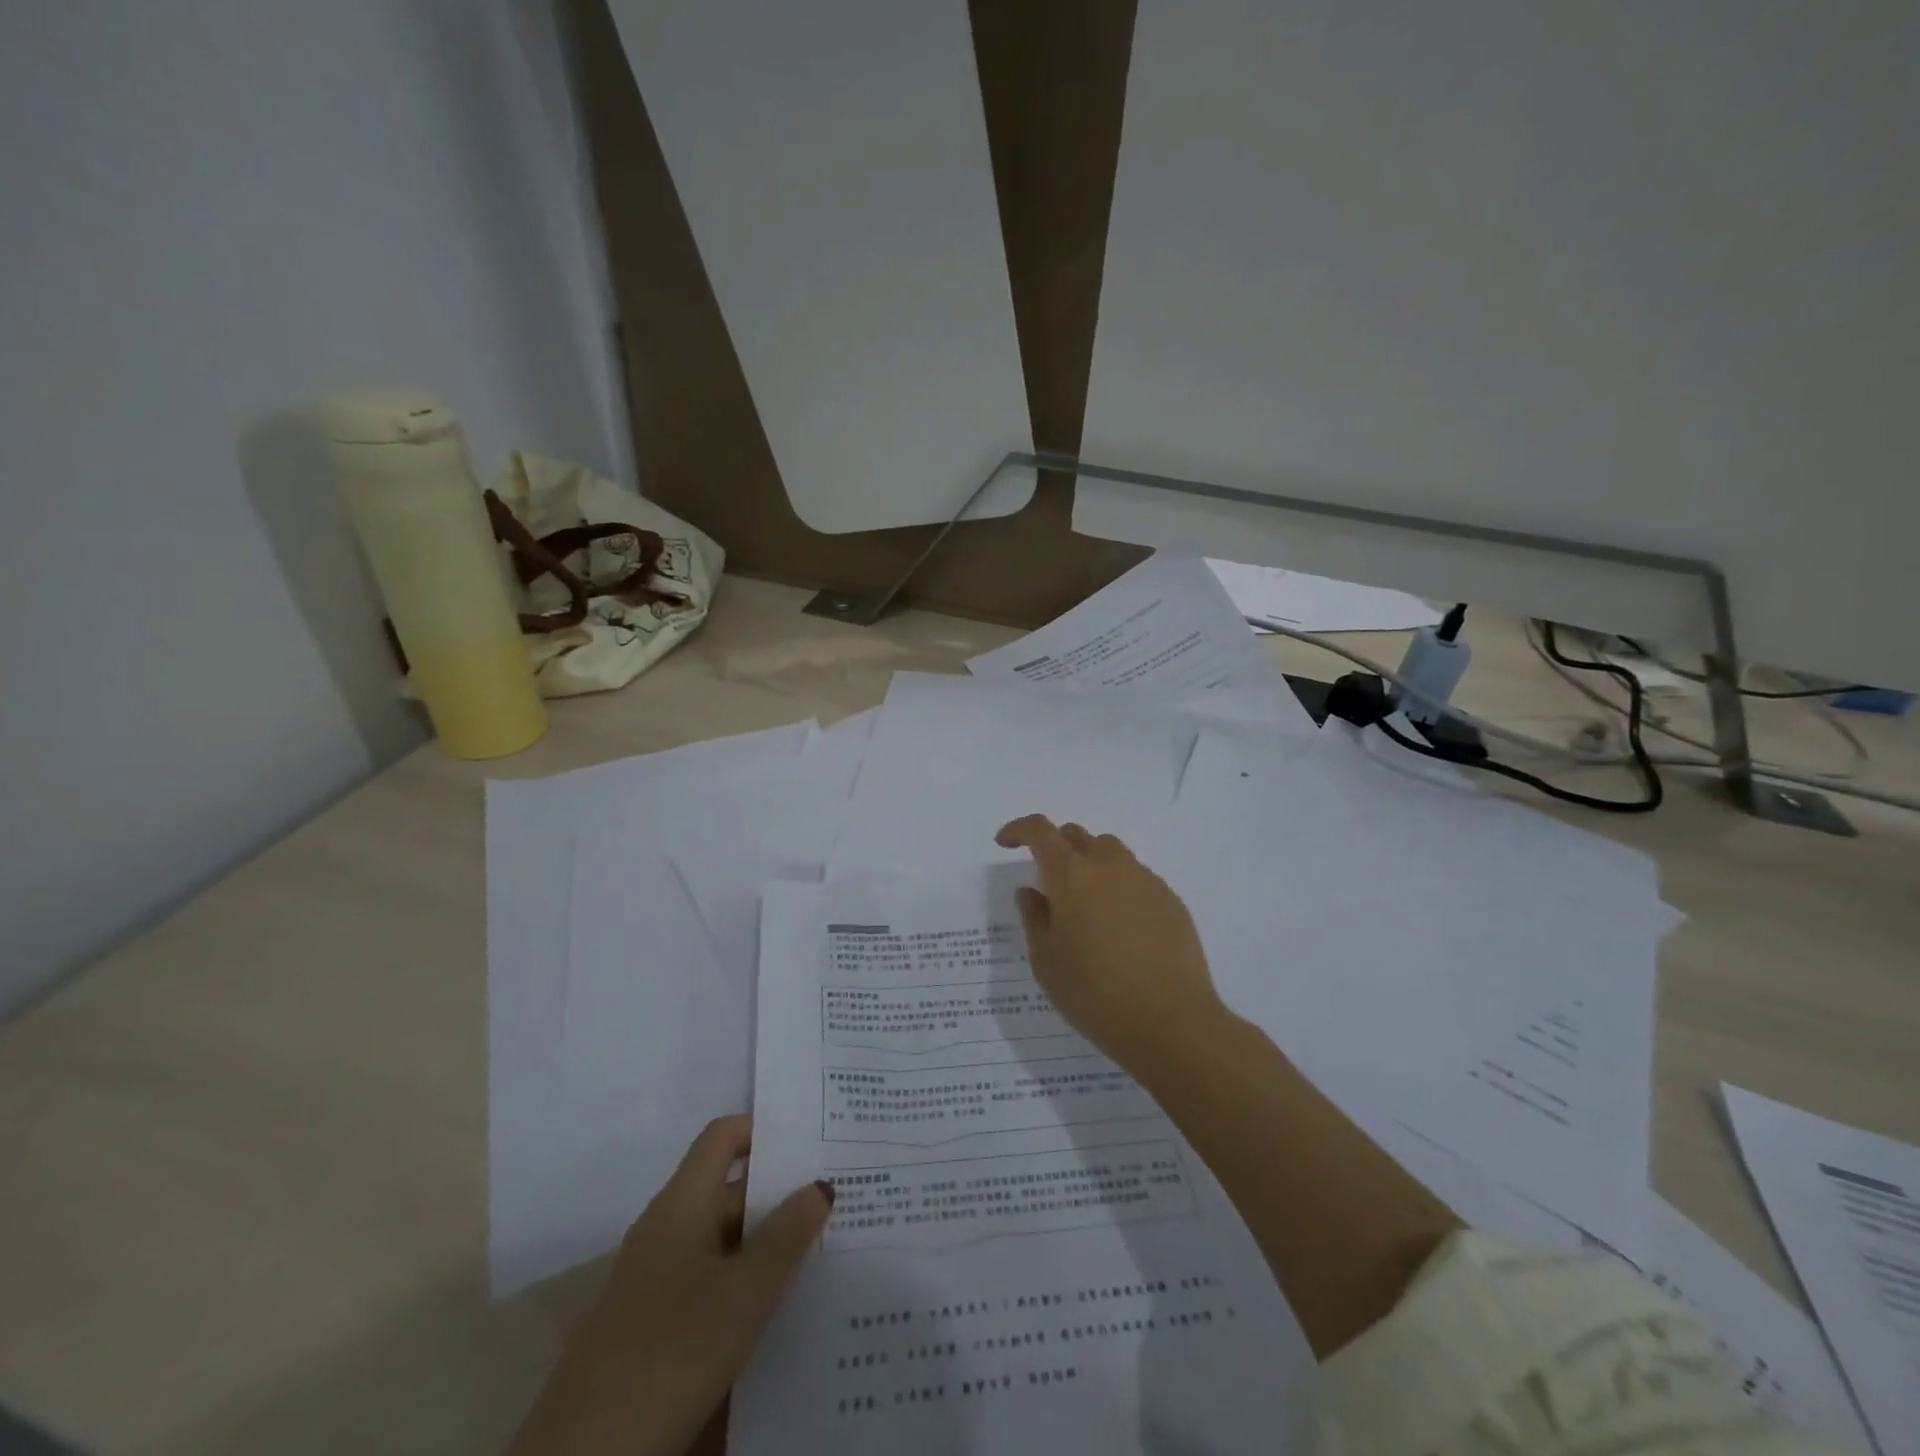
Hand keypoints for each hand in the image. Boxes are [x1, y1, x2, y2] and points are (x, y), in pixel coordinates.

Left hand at [510, 1116, 832, 1455]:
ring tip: (824, 1248)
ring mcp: (657, 1279)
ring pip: (723, 1239)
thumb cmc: (672, 1353)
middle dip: (780, 1192)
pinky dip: (746, 1281)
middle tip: (838, 1197)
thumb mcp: (744, 1293)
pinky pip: (711, 1280)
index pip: (723, 1137)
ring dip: (767, 1241)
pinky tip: (781, 1306)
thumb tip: (820, 1184)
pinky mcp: (655, 1325)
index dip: (764, 1130)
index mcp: (681, 1204)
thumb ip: (786, 1235)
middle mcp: (666, 1229)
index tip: (811, 1141)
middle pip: (729, 1189)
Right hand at [995, 815, 1231, 1076]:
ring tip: (1086, 903)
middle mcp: (1109, 866)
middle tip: (1047, 880)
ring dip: (1090, 864)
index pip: (1040, 830)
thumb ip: (1034, 917)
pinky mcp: (1170, 900)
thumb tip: (1031, 890)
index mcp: (1071, 875)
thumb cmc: (1094, 994)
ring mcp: (1145, 880)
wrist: (1172, 1022)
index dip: (1019, 829)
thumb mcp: (1046, 961)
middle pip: (1077, 836)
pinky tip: (1120, 927)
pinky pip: (1136, 878)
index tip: (1006, 843)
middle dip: (1056, 847)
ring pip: (1110, 853)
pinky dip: (1118, 887)